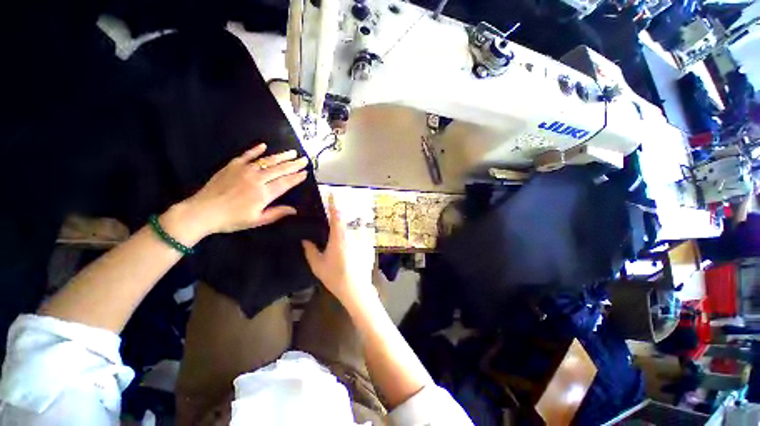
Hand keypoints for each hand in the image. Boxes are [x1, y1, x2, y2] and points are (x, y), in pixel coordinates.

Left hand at [174, 143, 308, 238]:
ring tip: (292, 152)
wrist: (202, 212)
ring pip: (267, 160)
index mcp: (264, 193)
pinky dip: (255, 150)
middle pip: (280, 169)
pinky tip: (264, 145)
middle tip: (304, 160)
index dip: (296, 177)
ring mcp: (244, 170)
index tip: (305, 172)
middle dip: (294, 164)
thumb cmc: (232, 219)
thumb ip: (276, 213)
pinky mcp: (232, 166)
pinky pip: (247, 155)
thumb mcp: (257, 221)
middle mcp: (257, 179)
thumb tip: (294, 210)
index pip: (285, 182)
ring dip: (281, 156)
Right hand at [302, 195, 375, 303]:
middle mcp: (352, 234)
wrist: (356, 289)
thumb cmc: (335, 276)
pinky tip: (348, 248)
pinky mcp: (367, 245)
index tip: (332, 194)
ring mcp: (361, 239)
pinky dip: (352, 237)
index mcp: (339, 237)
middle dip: (339, 218)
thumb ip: (310, 250)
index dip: (334, 204)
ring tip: (339, 239)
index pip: (337, 215)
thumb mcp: (317, 264)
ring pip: (352, 228)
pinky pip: (358, 236)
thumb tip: (305, 239)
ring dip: (345, 229)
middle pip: (345, 220)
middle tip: (331, 222)